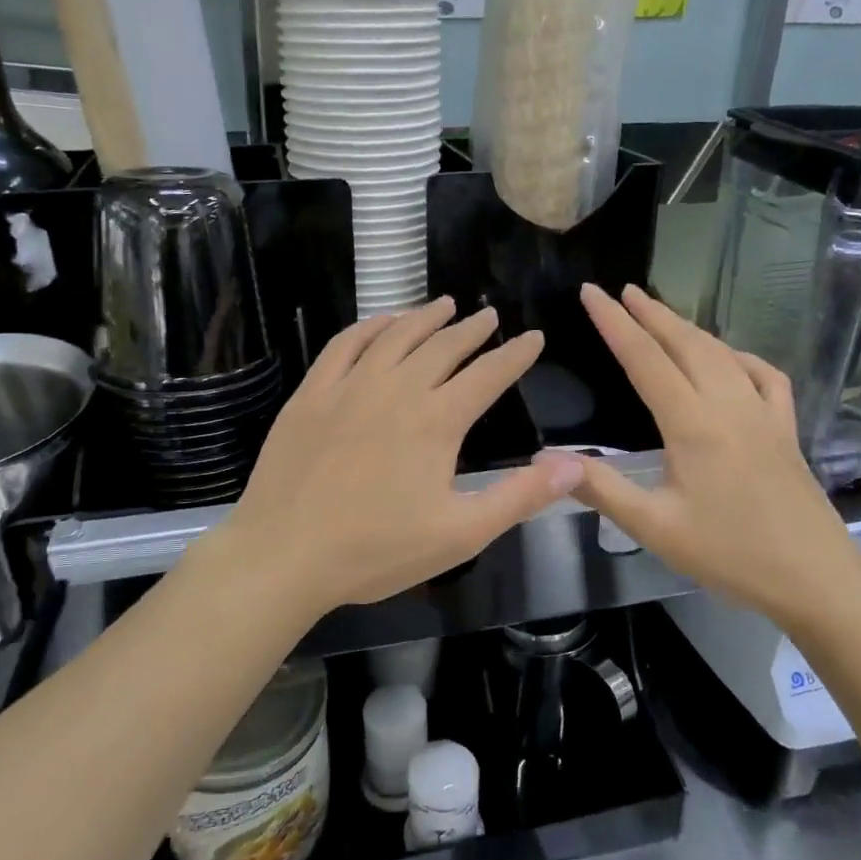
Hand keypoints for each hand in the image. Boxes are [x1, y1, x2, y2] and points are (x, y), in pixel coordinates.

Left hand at [203, 297, 585, 623]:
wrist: (284, 554)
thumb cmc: (376, 550)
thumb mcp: (460, 534)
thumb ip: (520, 496)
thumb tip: (575, 464)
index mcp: (436, 421)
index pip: (488, 375)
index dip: (515, 354)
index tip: (533, 337)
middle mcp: (397, 389)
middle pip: (443, 347)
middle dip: (472, 329)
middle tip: (489, 316)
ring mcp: (349, 386)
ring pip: (395, 336)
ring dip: (424, 317)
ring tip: (445, 305)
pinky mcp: (312, 393)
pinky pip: (345, 343)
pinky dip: (369, 326)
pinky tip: (381, 323)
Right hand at [572, 285, 860, 630]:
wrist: (814, 578)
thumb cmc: (729, 553)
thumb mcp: (654, 526)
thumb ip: (600, 488)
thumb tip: (546, 459)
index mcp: (692, 423)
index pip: (644, 358)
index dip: (614, 322)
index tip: (591, 292)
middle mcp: (728, 404)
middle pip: (685, 342)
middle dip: (651, 312)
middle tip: (622, 290)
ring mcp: (763, 412)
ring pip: (721, 352)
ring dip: (687, 327)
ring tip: (661, 313)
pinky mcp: (785, 428)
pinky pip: (762, 375)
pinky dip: (739, 356)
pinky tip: (729, 359)